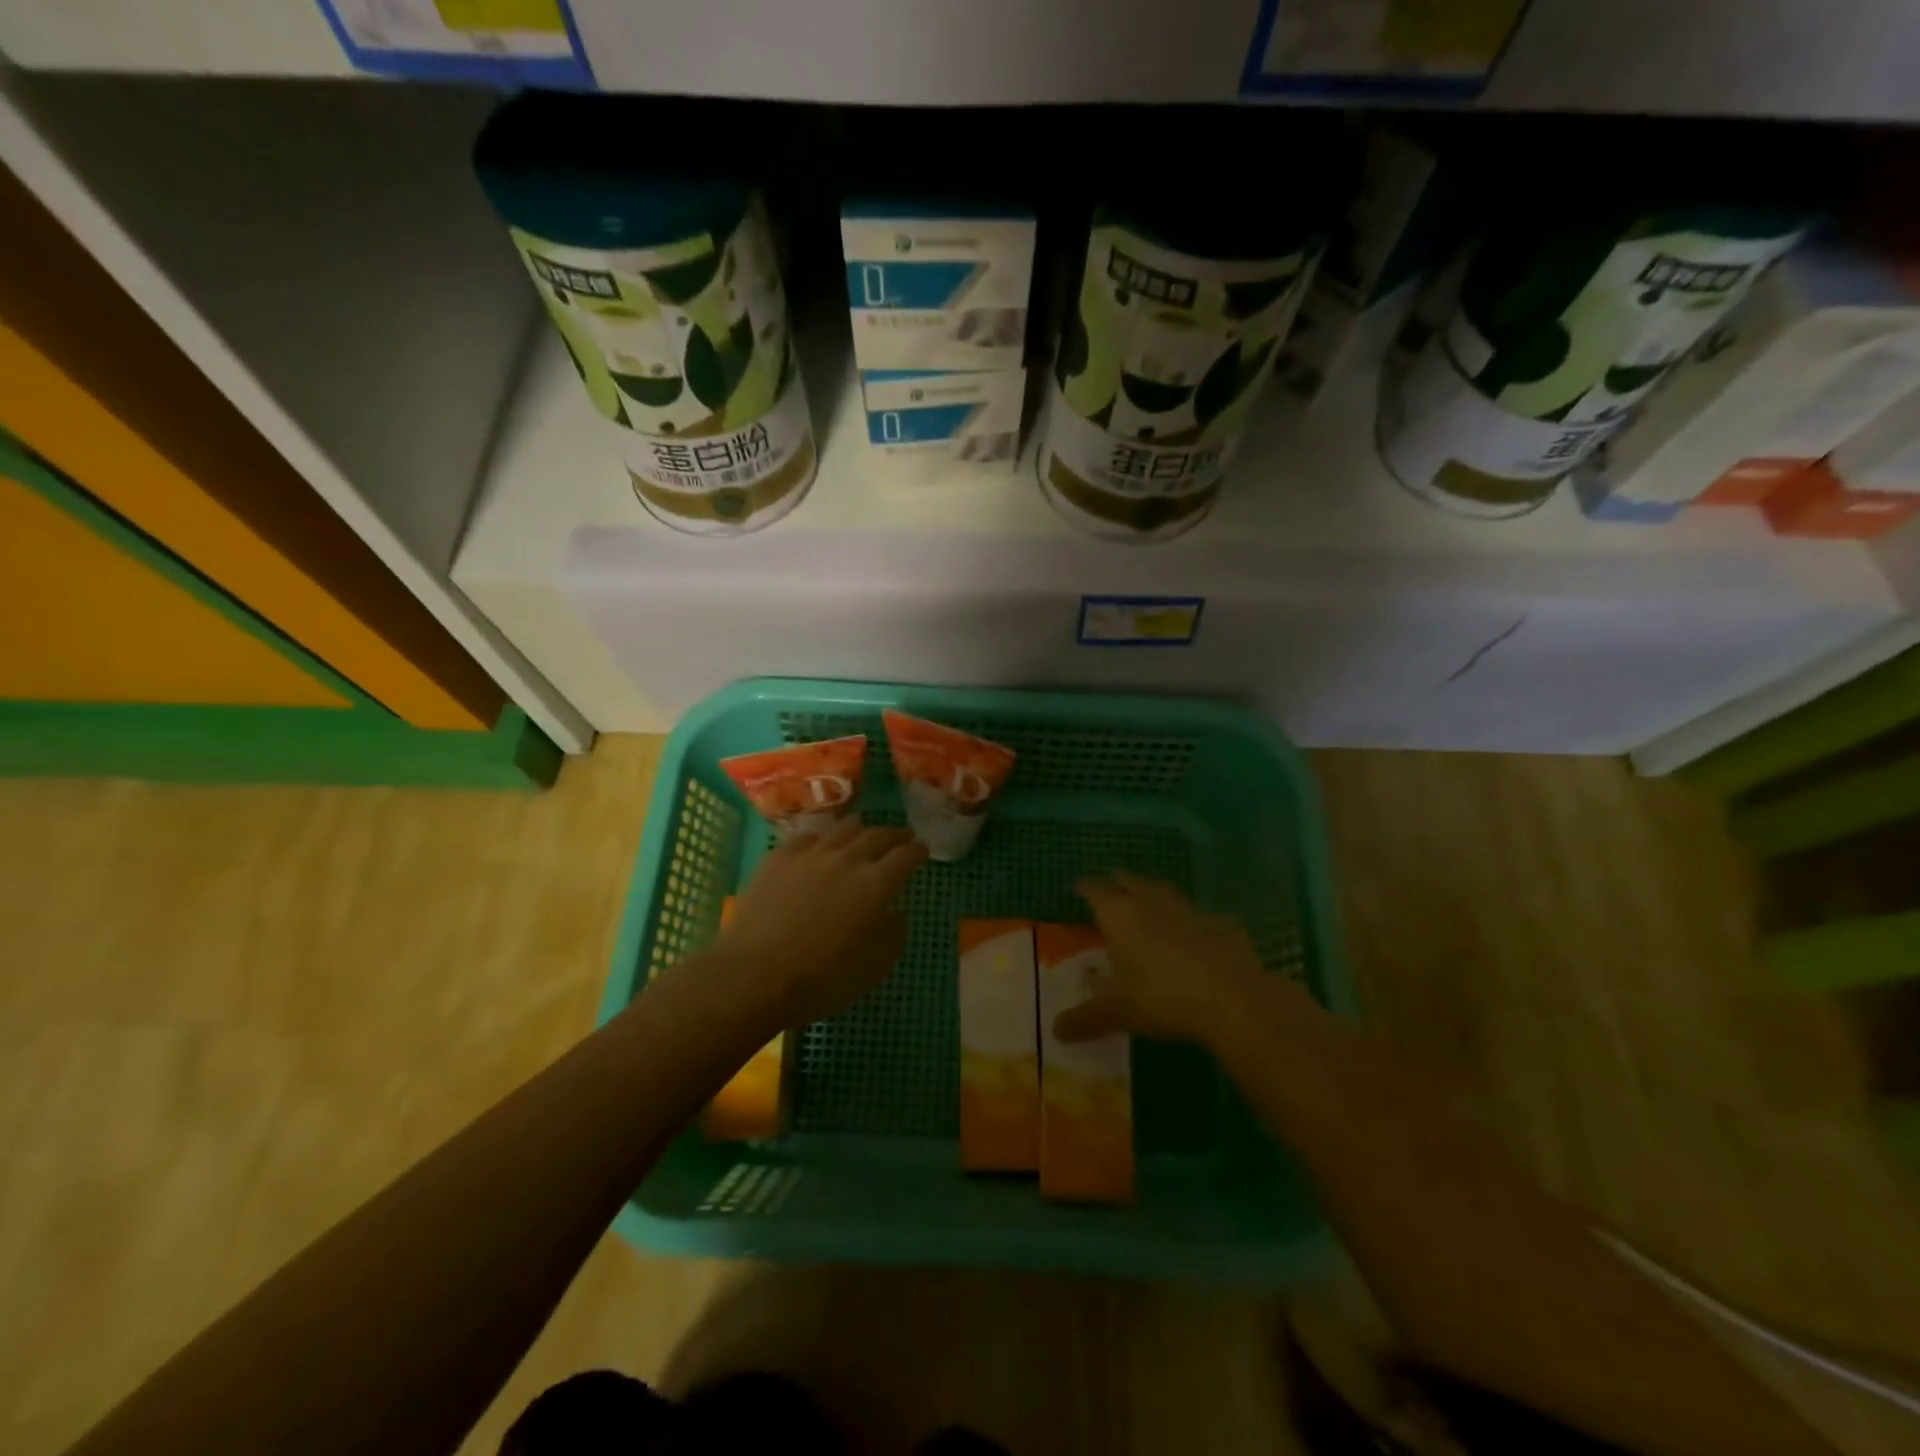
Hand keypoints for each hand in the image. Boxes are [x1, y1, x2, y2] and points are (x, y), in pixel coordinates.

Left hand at [711, 819, 926, 1031]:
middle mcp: (847, 859)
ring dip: (861, 829)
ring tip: (864, 832)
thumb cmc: (821, 979)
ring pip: (843, 828)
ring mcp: (810, 854)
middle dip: (894, 834)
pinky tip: (820, 844)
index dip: (917, 851)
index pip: (906, 856)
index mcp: (876, 884)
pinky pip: (808, 836)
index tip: (922, 849)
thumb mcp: (873, 968)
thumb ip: (893, 935)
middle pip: (877, 835)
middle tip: (901, 837)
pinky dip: (823, 837)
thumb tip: (896, 913)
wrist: (754, 974)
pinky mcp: (779, 857)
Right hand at [1054, 872, 1321, 1047]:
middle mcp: (1150, 901)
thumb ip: (1084, 1019)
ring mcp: (1188, 908)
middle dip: (1118, 883)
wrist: (1233, 998)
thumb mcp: (1117, 1013)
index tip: (1079, 888)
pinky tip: (1191, 937)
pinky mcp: (1221, 922)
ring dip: (1152, 896)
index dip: (1085, 888)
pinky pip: (1197, 915)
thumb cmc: (1162, 998)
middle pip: (1129, 880)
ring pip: (1163, 891)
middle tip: (1111, 891)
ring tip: (1147, 906)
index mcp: (1119, 915)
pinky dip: (1188, 921)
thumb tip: (1056, 1031)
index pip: (1094, 891)